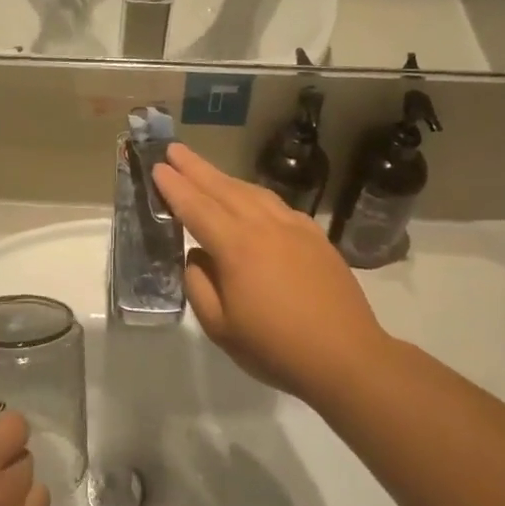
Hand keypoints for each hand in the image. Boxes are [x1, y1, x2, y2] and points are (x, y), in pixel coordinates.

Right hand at [152, 143, 391, 403]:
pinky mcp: (315, 237)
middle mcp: (264, 227)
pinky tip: (251, 200)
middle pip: (223, 189)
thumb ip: (200, 285)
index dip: (175, 187)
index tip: (158, 167)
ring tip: (205, 169)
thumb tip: (197, 257)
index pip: (197, 208)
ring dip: (224, 178)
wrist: (346, 356)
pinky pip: (277, 205)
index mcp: (237, 248)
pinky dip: (255, 195)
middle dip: (196, 168)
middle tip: (174, 148)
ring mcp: (294, 228)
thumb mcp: (220, 327)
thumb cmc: (276, 348)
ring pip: (252, 192)